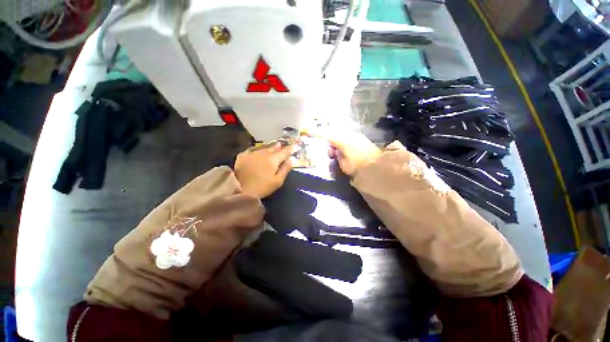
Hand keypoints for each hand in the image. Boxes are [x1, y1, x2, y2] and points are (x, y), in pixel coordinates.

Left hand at [234, 143, 293, 198]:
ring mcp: (252, 153)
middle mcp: (263, 153)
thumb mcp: (277, 181)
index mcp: (273, 159)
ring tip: (275, 145)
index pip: (285, 151)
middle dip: (280, 146)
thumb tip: (291, 160)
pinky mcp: (243, 155)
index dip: (291, 148)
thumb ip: (285, 169)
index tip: (296, 145)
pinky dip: (259, 149)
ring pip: (264, 147)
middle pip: (274, 147)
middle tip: (284, 145)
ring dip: (270, 146)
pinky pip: (253, 149)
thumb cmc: (262, 187)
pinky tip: (259, 149)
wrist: (239, 189)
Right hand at [304, 127, 380, 175]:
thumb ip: (337, 156)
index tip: (307, 131)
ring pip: (339, 133)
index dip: (316, 133)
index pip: (326, 135)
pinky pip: (345, 135)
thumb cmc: (359, 167)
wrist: (379, 165)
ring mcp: (355, 135)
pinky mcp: (359, 137)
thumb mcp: (344, 164)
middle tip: (324, 147)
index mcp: (343, 141)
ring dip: (334, 139)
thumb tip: (335, 150)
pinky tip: (340, 147)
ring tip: (334, 151)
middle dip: (325, 136)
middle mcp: (349, 135)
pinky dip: (340, 140)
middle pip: (332, 132)